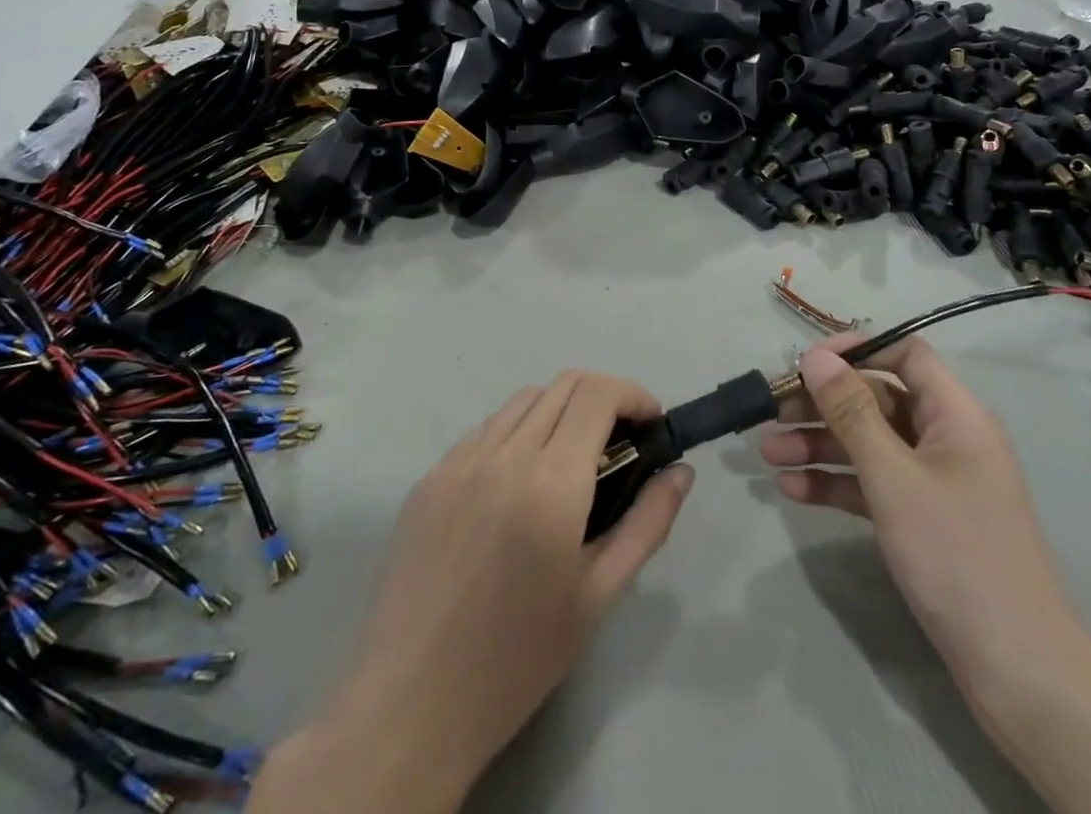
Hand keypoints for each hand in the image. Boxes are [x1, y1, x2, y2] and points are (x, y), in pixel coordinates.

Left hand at [252, 372, 693, 813]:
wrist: (410, 704)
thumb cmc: (517, 659)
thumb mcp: (597, 597)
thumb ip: (646, 524)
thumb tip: (680, 472)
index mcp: (550, 483)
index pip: (598, 395)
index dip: (633, 395)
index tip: (652, 425)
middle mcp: (503, 454)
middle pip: (564, 385)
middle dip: (604, 398)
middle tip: (621, 443)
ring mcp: (459, 461)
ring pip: (523, 400)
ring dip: (560, 411)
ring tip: (572, 462)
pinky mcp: (429, 477)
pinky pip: (485, 430)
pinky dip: (517, 433)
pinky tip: (518, 483)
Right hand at [760, 335, 1080, 691]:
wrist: (1017, 670)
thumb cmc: (956, 554)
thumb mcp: (894, 477)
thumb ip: (852, 412)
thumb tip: (816, 356)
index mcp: (955, 414)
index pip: (905, 354)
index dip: (857, 349)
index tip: (806, 364)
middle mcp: (946, 438)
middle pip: (877, 399)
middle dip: (823, 405)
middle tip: (772, 414)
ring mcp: (934, 481)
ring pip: (869, 443)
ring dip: (819, 444)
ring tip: (768, 454)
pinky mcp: (922, 519)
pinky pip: (872, 484)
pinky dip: (836, 483)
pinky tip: (793, 490)